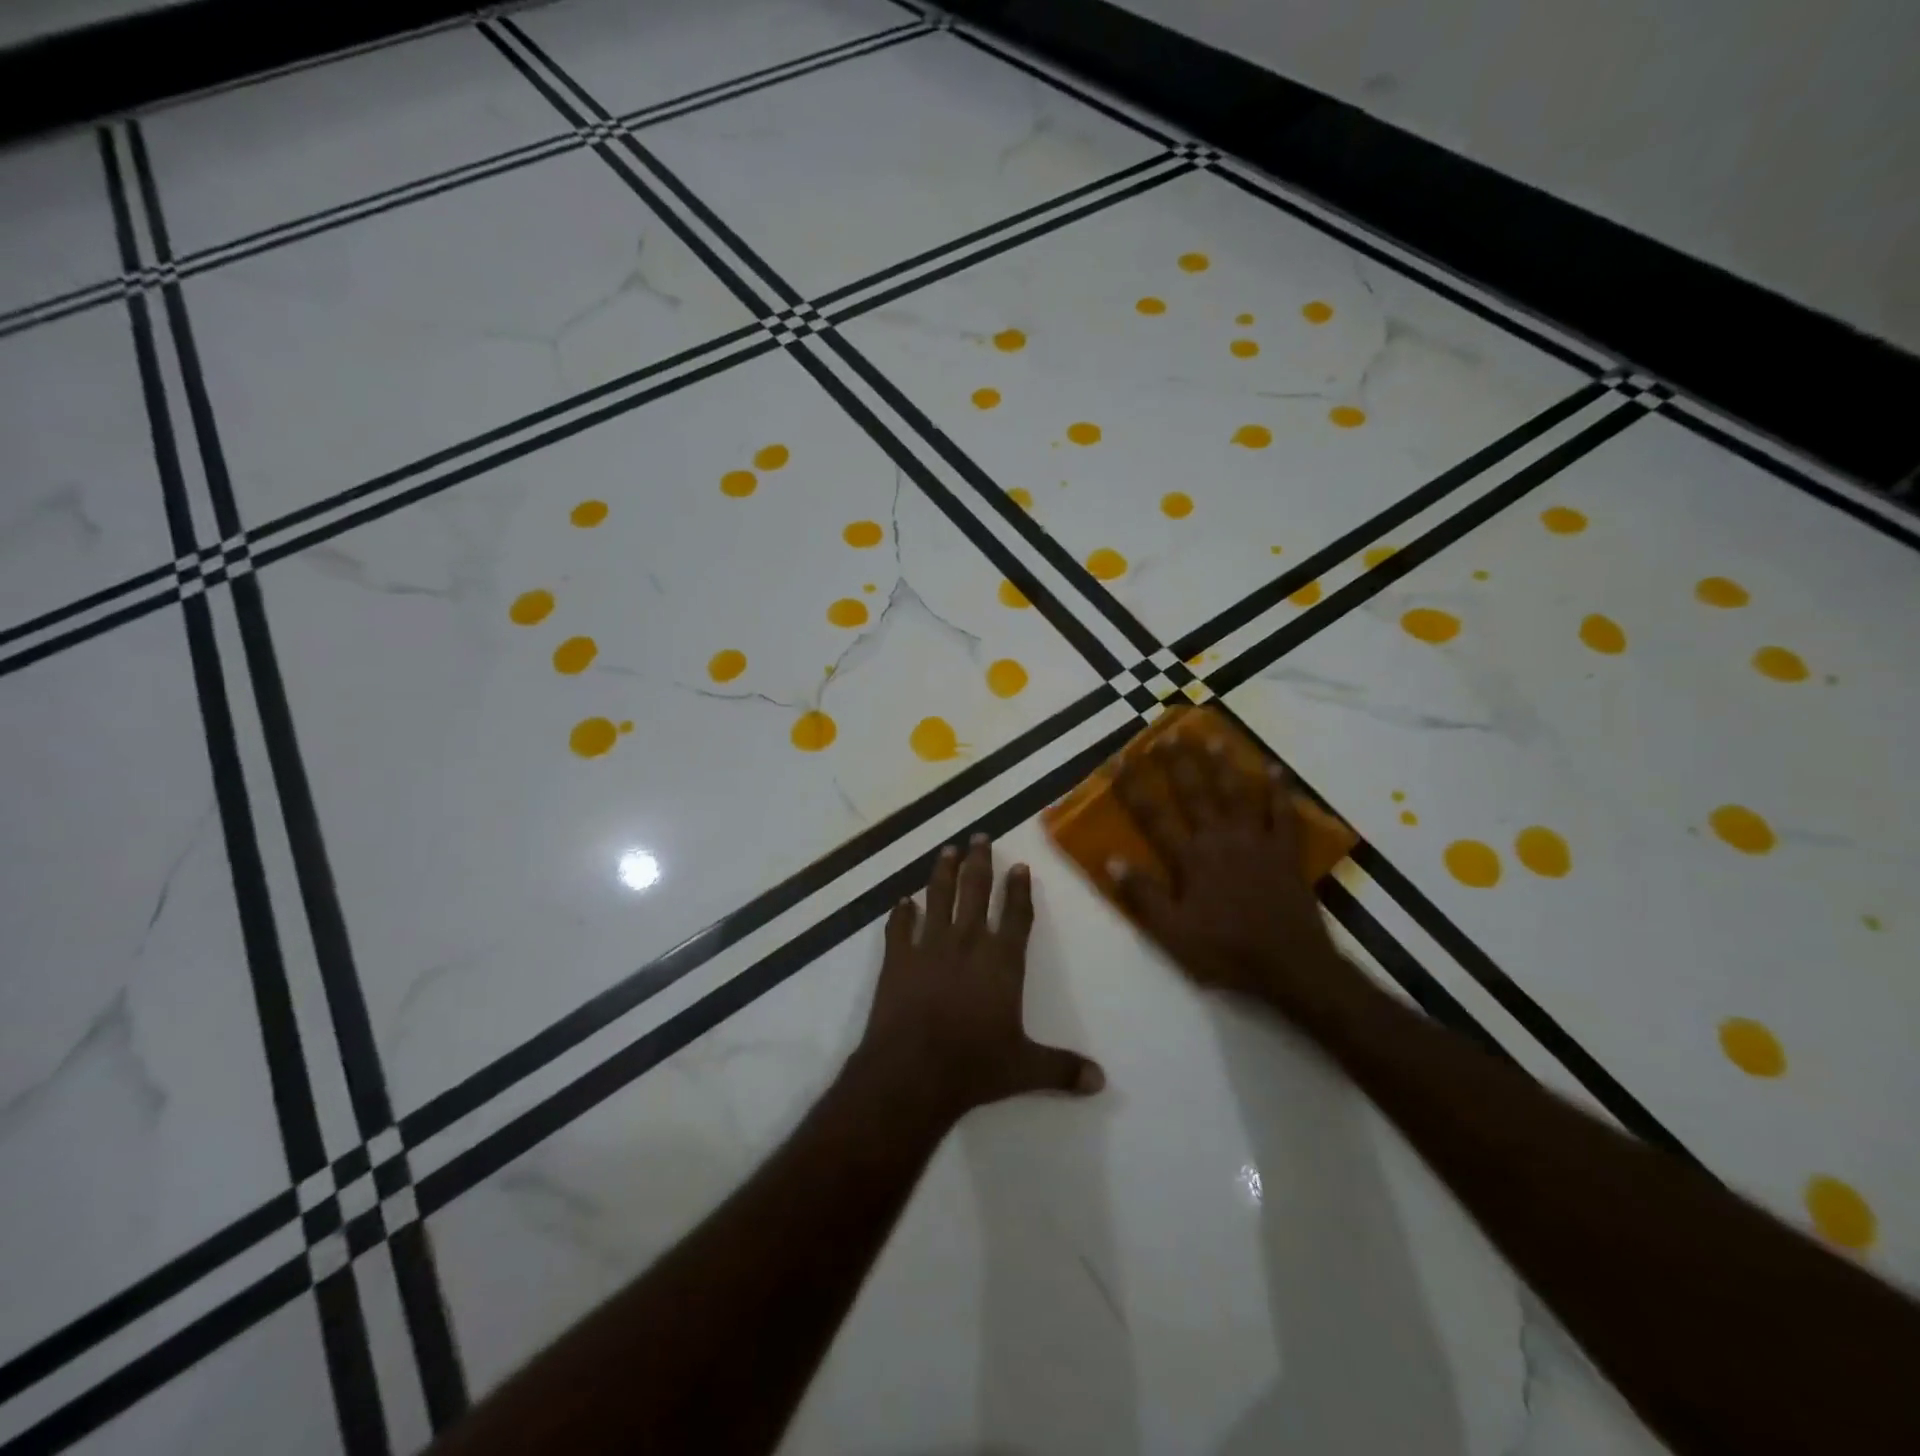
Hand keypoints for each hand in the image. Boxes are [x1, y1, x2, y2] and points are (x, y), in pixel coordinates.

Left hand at [858, 835, 1104, 1120]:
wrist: (913, 1072)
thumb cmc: (974, 1066)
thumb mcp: (1026, 1069)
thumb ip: (1063, 1070)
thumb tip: (1101, 1081)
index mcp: (1002, 962)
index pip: (1017, 915)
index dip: (1019, 889)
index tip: (1019, 865)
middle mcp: (968, 943)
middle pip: (975, 891)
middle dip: (979, 862)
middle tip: (979, 836)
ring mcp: (929, 947)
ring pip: (938, 897)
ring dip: (942, 872)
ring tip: (946, 851)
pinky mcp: (897, 959)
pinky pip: (899, 928)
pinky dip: (901, 913)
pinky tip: (902, 901)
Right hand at [1111, 739, 1367, 1026]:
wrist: (1291, 966)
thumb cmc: (1226, 951)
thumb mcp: (1172, 934)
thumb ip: (1143, 895)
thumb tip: (1111, 860)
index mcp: (1190, 859)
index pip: (1153, 815)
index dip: (1133, 786)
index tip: (1120, 759)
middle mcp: (1220, 839)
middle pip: (1195, 793)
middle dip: (1178, 763)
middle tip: (1168, 734)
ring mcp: (1255, 842)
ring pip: (1236, 794)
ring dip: (1223, 765)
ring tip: (1213, 738)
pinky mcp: (1284, 852)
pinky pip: (1282, 814)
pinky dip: (1279, 791)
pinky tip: (1275, 770)